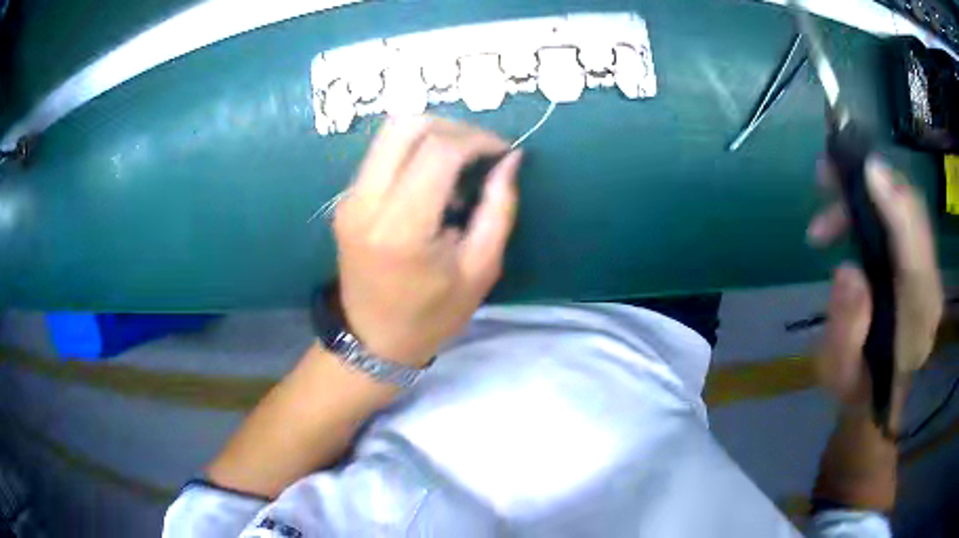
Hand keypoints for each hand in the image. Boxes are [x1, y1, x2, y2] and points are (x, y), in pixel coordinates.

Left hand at [332, 116, 521, 366]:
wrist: (372, 338)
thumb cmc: (432, 315)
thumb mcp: (481, 269)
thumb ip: (499, 208)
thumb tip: (511, 160)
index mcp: (401, 229)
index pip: (438, 151)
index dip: (478, 140)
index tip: (503, 151)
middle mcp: (366, 203)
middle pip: (406, 125)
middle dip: (453, 125)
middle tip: (481, 149)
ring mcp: (349, 198)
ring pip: (389, 132)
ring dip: (432, 133)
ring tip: (461, 161)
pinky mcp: (345, 199)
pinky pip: (381, 153)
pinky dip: (414, 150)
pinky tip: (434, 177)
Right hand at [807, 155, 942, 407]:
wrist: (878, 396)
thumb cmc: (857, 388)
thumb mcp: (840, 372)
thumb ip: (846, 329)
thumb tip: (848, 270)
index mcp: (916, 324)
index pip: (916, 256)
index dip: (897, 209)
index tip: (869, 171)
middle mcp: (930, 287)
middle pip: (914, 218)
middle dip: (876, 186)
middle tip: (829, 176)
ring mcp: (928, 270)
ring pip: (908, 209)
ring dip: (870, 193)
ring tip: (829, 204)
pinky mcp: (919, 259)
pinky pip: (904, 216)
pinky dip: (877, 201)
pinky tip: (849, 214)